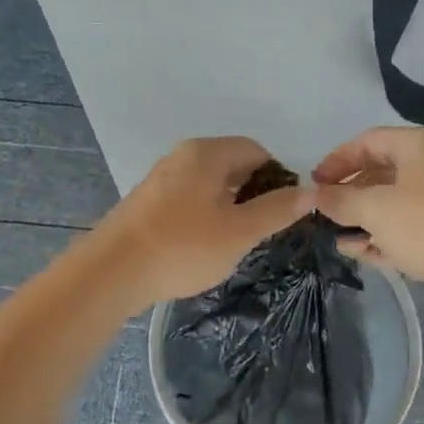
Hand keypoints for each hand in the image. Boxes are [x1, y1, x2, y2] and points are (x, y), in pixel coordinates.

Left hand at [98, 137, 313, 306]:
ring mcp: (160, 178)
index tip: (282, 212)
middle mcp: (182, 156)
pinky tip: (200, 246)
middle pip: (231, 165)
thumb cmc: (183, 247)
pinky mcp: (146, 202)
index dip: (278, 178)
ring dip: (227, 207)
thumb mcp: (240, 231)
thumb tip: (311, 192)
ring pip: (208, 184)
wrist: (112, 272)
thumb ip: (277, 210)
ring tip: (232, 242)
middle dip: (252, 194)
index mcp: (207, 153)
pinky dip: (203, 215)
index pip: (256, 151)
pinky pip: (187, 199)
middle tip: (259, 231)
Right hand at [312, 127, 423, 312]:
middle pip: (385, 173)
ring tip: (344, 241)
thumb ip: (342, 201)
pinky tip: (368, 255)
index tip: (315, 185)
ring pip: (400, 204)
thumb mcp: (376, 210)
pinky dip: (392, 236)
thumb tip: (316, 195)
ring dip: (369, 222)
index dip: (337, 161)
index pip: (368, 141)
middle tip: (329, 215)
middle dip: (353, 196)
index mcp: (421, 144)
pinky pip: (418, 226)